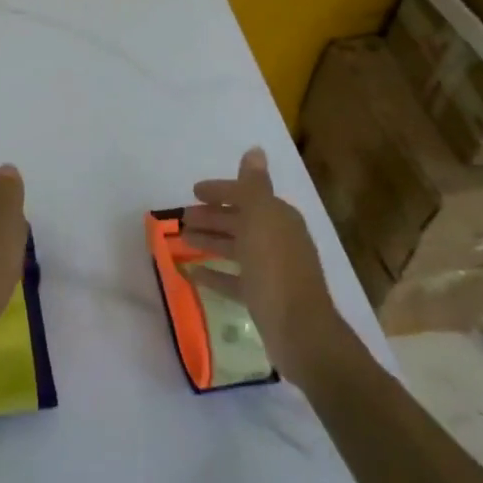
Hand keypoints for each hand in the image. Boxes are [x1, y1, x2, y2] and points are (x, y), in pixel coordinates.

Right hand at [181, 147, 343, 383]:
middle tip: (181, 218)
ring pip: (235, 248)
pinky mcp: (263, 297)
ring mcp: (271, 270)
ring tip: (182, 241)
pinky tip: (192, 273)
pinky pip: (233, 279)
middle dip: (211, 216)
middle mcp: (277, 239)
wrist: (300, 332)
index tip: (193, 191)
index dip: (220, 190)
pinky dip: (214, 274)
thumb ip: (253, 185)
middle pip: (239, 221)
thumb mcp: (261, 218)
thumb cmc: (275, 268)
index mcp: (279, 217)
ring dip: (210, 241)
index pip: (246, 194)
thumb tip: (255, 150)